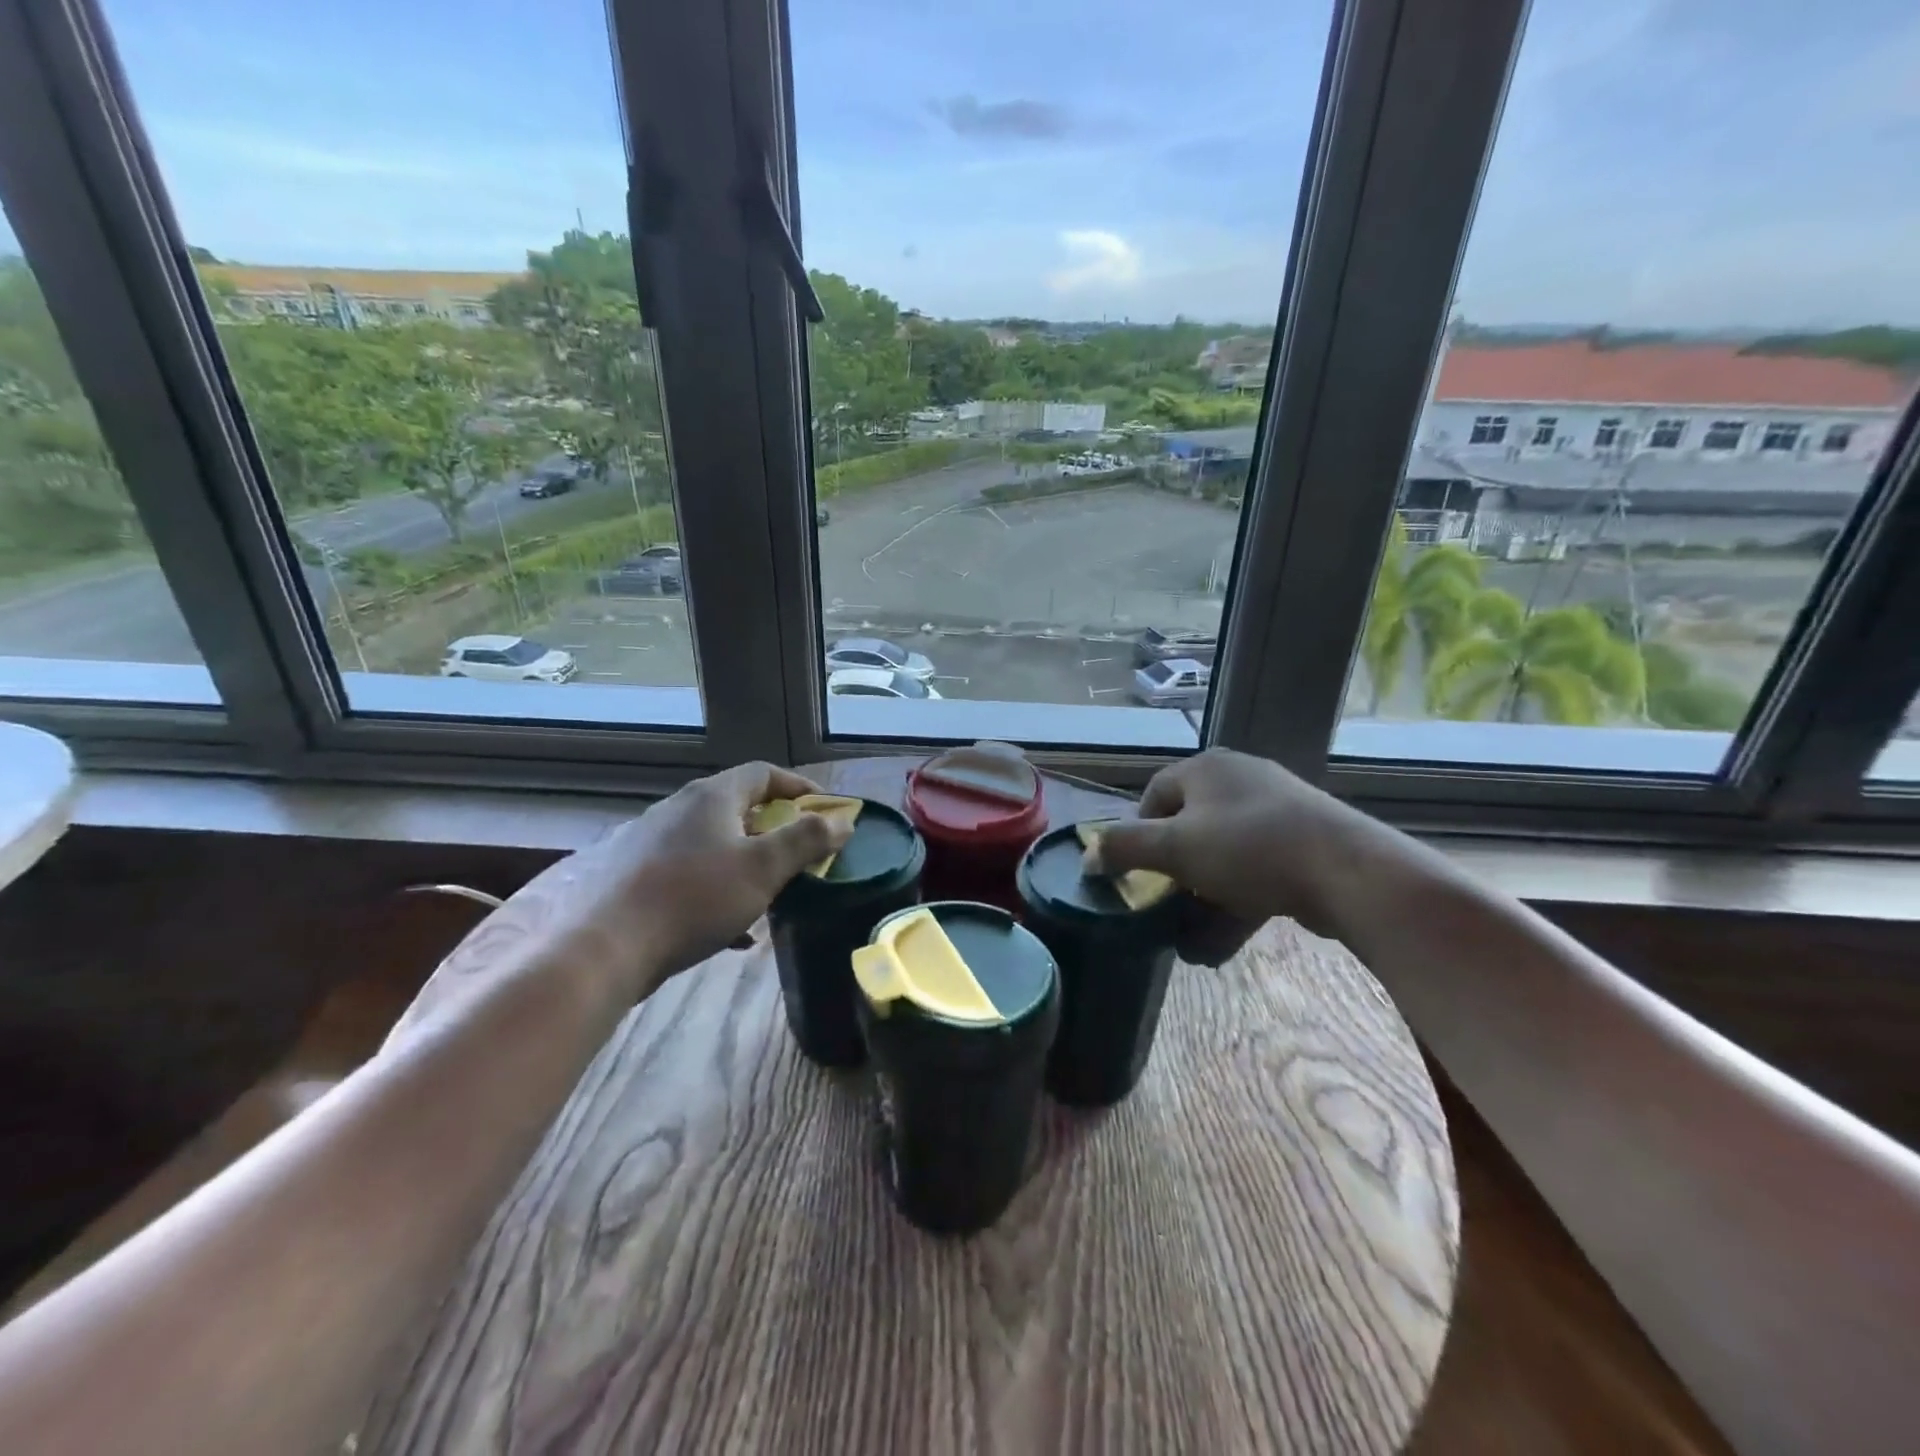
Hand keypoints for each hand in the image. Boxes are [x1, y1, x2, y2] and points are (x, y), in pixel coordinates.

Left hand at [568, 762, 853, 996]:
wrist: (606, 947)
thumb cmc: (695, 897)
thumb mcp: (763, 868)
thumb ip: (807, 840)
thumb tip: (843, 820)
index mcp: (711, 796)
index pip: (764, 773)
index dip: (800, 787)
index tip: (827, 811)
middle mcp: (679, 809)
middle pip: (739, 808)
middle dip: (776, 831)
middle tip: (802, 856)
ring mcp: (652, 842)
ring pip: (715, 844)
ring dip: (748, 864)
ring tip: (771, 894)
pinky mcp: (635, 876)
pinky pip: (691, 874)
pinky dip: (719, 891)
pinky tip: (732, 929)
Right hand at [1087, 748, 1369, 955]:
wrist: (1347, 871)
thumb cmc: (1247, 848)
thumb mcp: (1173, 847)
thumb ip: (1123, 848)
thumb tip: (1088, 855)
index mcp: (1206, 769)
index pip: (1155, 795)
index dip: (1138, 834)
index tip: (1137, 873)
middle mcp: (1239, 780)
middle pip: (1188, 828)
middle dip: (1173, 875)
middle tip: (1164, 907)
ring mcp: (1276, 811)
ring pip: (1222, 857)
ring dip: (1202, 899)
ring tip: (1189, 940)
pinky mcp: (1302, 844)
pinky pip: (1255, 873)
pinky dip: (1235, 905)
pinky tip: (1221, 946)